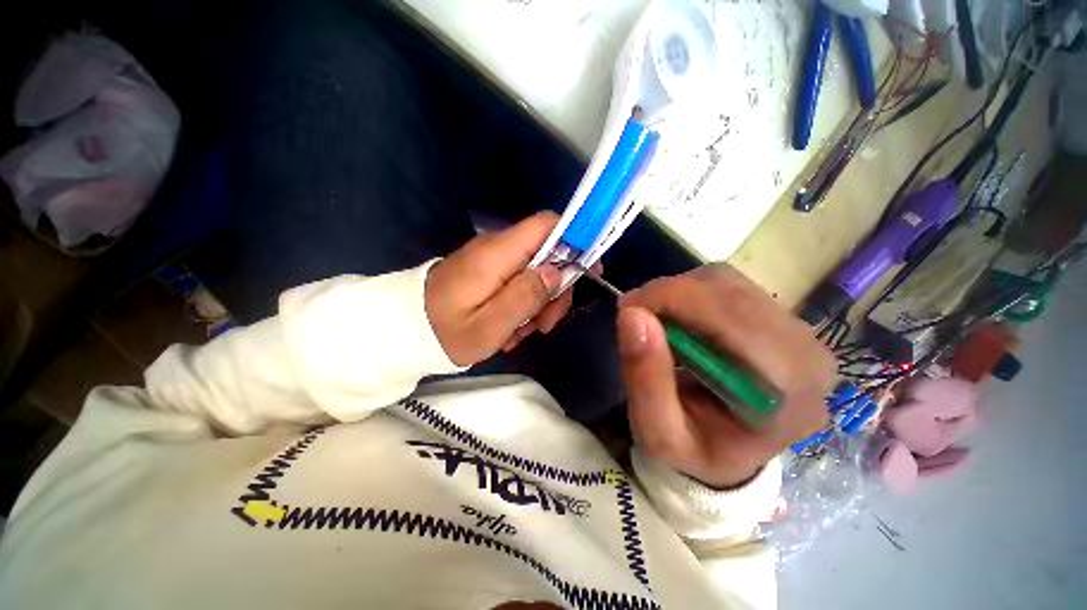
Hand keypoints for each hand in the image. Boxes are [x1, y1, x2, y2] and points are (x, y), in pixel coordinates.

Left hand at [425, 211, 574, 366]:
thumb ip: (525, 296)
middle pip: (548, 253)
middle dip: (555, 289)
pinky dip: (522, 305)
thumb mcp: (489, 325)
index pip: (546, 224)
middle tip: (546, 325)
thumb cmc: (445, 332)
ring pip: (536, 271)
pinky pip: (519, 282)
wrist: (405, 331)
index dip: (575, 239)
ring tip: (521, 333)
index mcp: (498, 254)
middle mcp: (498, 249)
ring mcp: (493, 260)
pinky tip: (510, 328)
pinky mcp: (489, 272)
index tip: (589, 270)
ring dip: (538, 303)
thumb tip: (558, 271)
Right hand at [617, 264, 835, 488]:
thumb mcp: (658, 432)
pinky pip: (730, 287)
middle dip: (670, 294)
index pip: (731, 318)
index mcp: (786, 391)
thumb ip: (645, 378)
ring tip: (654, 319)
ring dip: (680, 293)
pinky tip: (677, 318)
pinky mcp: (779, 320)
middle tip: (633, 313)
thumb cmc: (694, 451)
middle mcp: (805, 353)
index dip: (673, 300)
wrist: (726, 454)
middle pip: (730, 293)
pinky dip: (691, 293)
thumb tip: (632, 315)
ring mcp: (798, 332)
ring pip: (728, 283)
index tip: (628, 308)